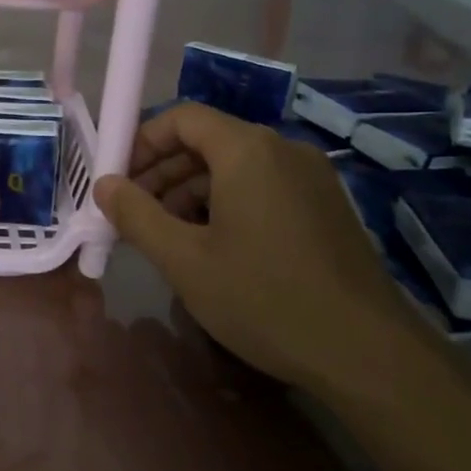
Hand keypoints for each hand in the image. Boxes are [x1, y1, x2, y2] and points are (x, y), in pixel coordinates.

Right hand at [93, 103, 424, 389]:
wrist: (366, 352)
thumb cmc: (264, 298)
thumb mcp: (185, 260)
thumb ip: (136, 215)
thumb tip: (104, 184)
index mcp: (248, 151)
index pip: (183, 117)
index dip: (142, 141)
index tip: (117, 179)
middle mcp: (283, 150)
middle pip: (209, 140)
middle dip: (163, 171)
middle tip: (133, 213)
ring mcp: (311, 178)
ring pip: (235, 167)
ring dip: (191, 191)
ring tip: (165, 235)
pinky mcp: (325, 206)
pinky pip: (262, 187)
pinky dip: (226, 204)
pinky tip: (210, 246)